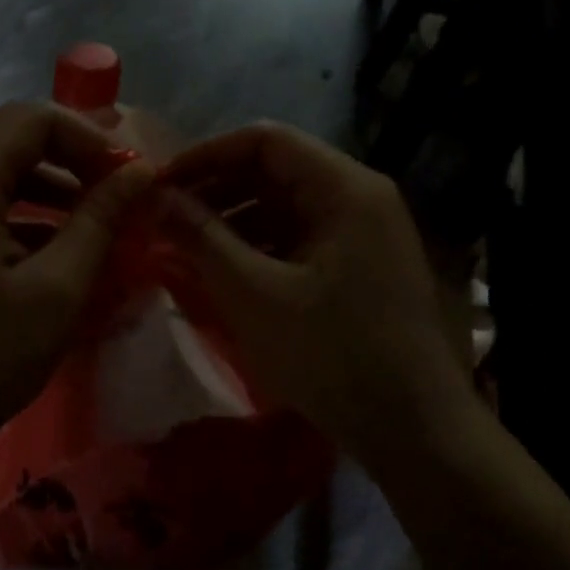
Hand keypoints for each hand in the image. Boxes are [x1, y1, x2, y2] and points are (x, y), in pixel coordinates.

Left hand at [0, 102, 155, 451]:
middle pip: (12, 136)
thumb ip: (99, 221)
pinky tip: (61, 246)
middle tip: (117, 188)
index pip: (30, 119)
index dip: (87, 136)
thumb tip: (139, 171)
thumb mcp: (57, 290)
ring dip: (51, 182)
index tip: (126, 174)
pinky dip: (26, 210)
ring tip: (97, 217)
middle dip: (71, 154)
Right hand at [158, 122, 466, 453]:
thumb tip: (156, 198)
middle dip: (216, 189)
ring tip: (185, 245)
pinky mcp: (358, 266)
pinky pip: (298, 237)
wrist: (413, 429)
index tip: (161, 184)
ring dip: (233, 219)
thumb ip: (202, 238)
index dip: (206, 155)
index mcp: (344, 189)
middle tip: (165, 217)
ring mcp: (362, 233)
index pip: (265, 140)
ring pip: (284, 206)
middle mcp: (358, 197)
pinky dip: (258, 246)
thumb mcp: (255, 295)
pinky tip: (223, 270)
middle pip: (275, 170)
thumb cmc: (332, 354)